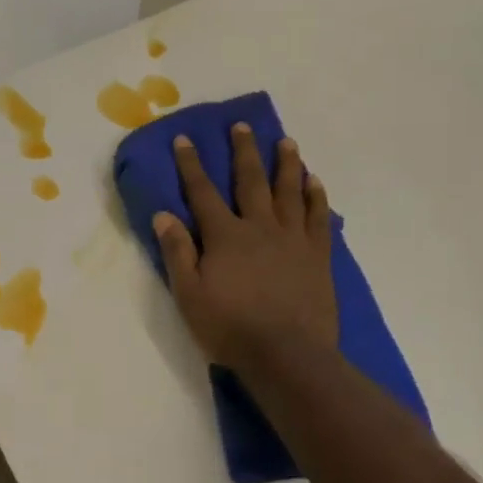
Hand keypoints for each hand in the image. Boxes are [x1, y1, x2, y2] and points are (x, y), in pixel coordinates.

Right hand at [153, 124, 337, 373]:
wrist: (287, 355)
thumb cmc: (231, 329)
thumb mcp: (189, 296)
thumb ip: (177, 253)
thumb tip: (164, 215)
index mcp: (225, 236)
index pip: (203, 193)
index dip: (191, 165)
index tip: (186, 139)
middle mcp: (260, 227)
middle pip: (250, 181)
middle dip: (244, 152)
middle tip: (243, 126)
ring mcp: (293, 239)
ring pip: (289, 192)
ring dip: (286, 165)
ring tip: (286, 142)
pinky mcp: (317, 255)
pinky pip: (319, 218)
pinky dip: (316, 197)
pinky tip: (315, 182)